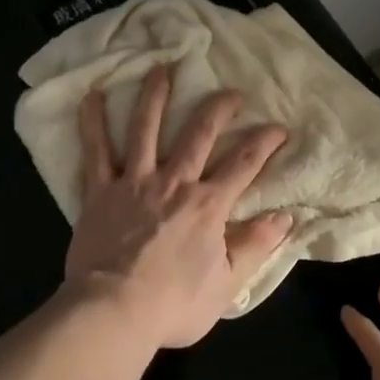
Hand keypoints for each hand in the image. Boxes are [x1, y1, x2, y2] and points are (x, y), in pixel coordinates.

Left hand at [64, 64, 291, 349]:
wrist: (113, 311)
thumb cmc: (173, 305)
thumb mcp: (227, 284)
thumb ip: (255, 246)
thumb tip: (286, 217)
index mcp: (208, 206)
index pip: (244, 163)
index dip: (265, 141)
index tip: (279, 127)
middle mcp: (174, 182)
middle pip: (199, 133)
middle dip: (219, 108)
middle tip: (232, 91)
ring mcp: (134, 181)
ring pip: (146, 128)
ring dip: (155, 95)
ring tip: (161, 69)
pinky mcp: (100, 190)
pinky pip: (96, 150)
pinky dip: (93, 121)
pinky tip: (93, 95)